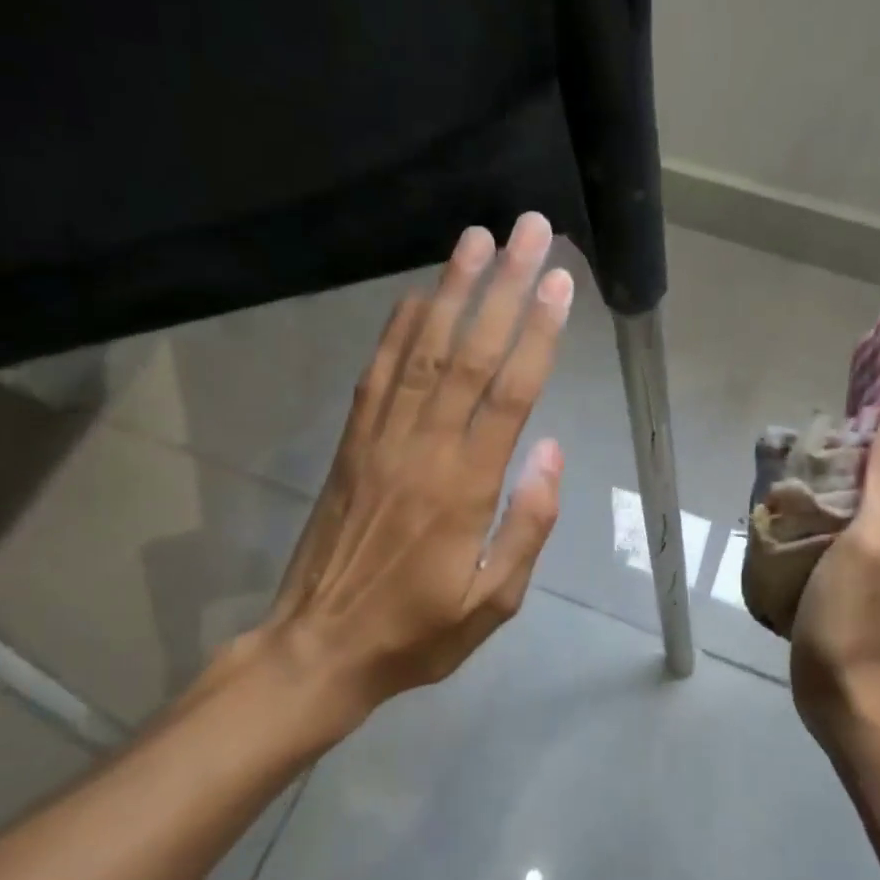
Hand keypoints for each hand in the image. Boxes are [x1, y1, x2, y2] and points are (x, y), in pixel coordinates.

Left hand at [236, 212, 571, 740]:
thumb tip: (551, 452)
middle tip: (529, 232)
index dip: (538, 334)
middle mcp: (422, 449)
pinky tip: (418, 295)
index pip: (509, 394)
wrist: (319, 648)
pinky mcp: (352, 444)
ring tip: (478, 239)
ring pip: (421, 350)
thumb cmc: (416, 633)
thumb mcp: (492, 602)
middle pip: (468, 353)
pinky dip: (398, 329)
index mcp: (465, 488)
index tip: (560, 283)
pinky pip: (377, 374)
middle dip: (504, 287)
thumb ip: (527, 525)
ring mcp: (380, 441)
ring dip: (452, 290)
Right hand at [789, 388, 879, 737]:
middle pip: (874, 474)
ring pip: (846, 503)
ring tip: (782, 460)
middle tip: (802, 426)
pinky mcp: (837, 580)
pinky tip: (777, 511)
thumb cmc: (860, 615)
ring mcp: (864, 558)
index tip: (854, 387)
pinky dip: (806, 514)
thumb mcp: (876, 536)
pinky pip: (823, 532)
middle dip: (846, 446)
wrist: (847, 698)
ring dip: (822, 479)